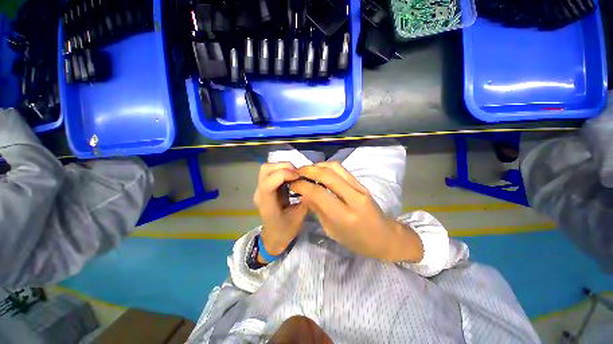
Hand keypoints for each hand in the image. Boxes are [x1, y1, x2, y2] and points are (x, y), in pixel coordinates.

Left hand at [254, 163, 308, 257]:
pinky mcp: (265, 187)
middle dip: (283, 166)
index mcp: (267, 204)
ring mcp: (260, 189)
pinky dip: (282, 170)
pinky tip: (292, 176)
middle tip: (297, 172)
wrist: (273, 237)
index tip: (298, 176)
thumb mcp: (299, 216)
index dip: (283, 174)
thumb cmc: (285, 230)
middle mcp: (260, 193)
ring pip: (267, 168)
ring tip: (295, 173)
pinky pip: (272, 172)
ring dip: (283, 166)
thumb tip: (311, 182)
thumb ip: (305, 198)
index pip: (268, 183)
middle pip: (265, 169)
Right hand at [291, 162, 422, 261]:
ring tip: (306, 171)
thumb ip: (317, 209)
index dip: (302, 186)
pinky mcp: (361, 183)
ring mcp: (359, 188)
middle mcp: (353, 197)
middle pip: (326, 175)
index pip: (318, 192)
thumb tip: (304, 193)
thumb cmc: (357, 241)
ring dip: (317, 165)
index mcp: (344, 216)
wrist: (384, 237)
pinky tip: (319, 171)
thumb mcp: (332, 230)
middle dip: (307, 170)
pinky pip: (342, 169)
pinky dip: (327, 166)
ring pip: (334, 167)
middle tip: (296, 173)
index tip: (292, 185)